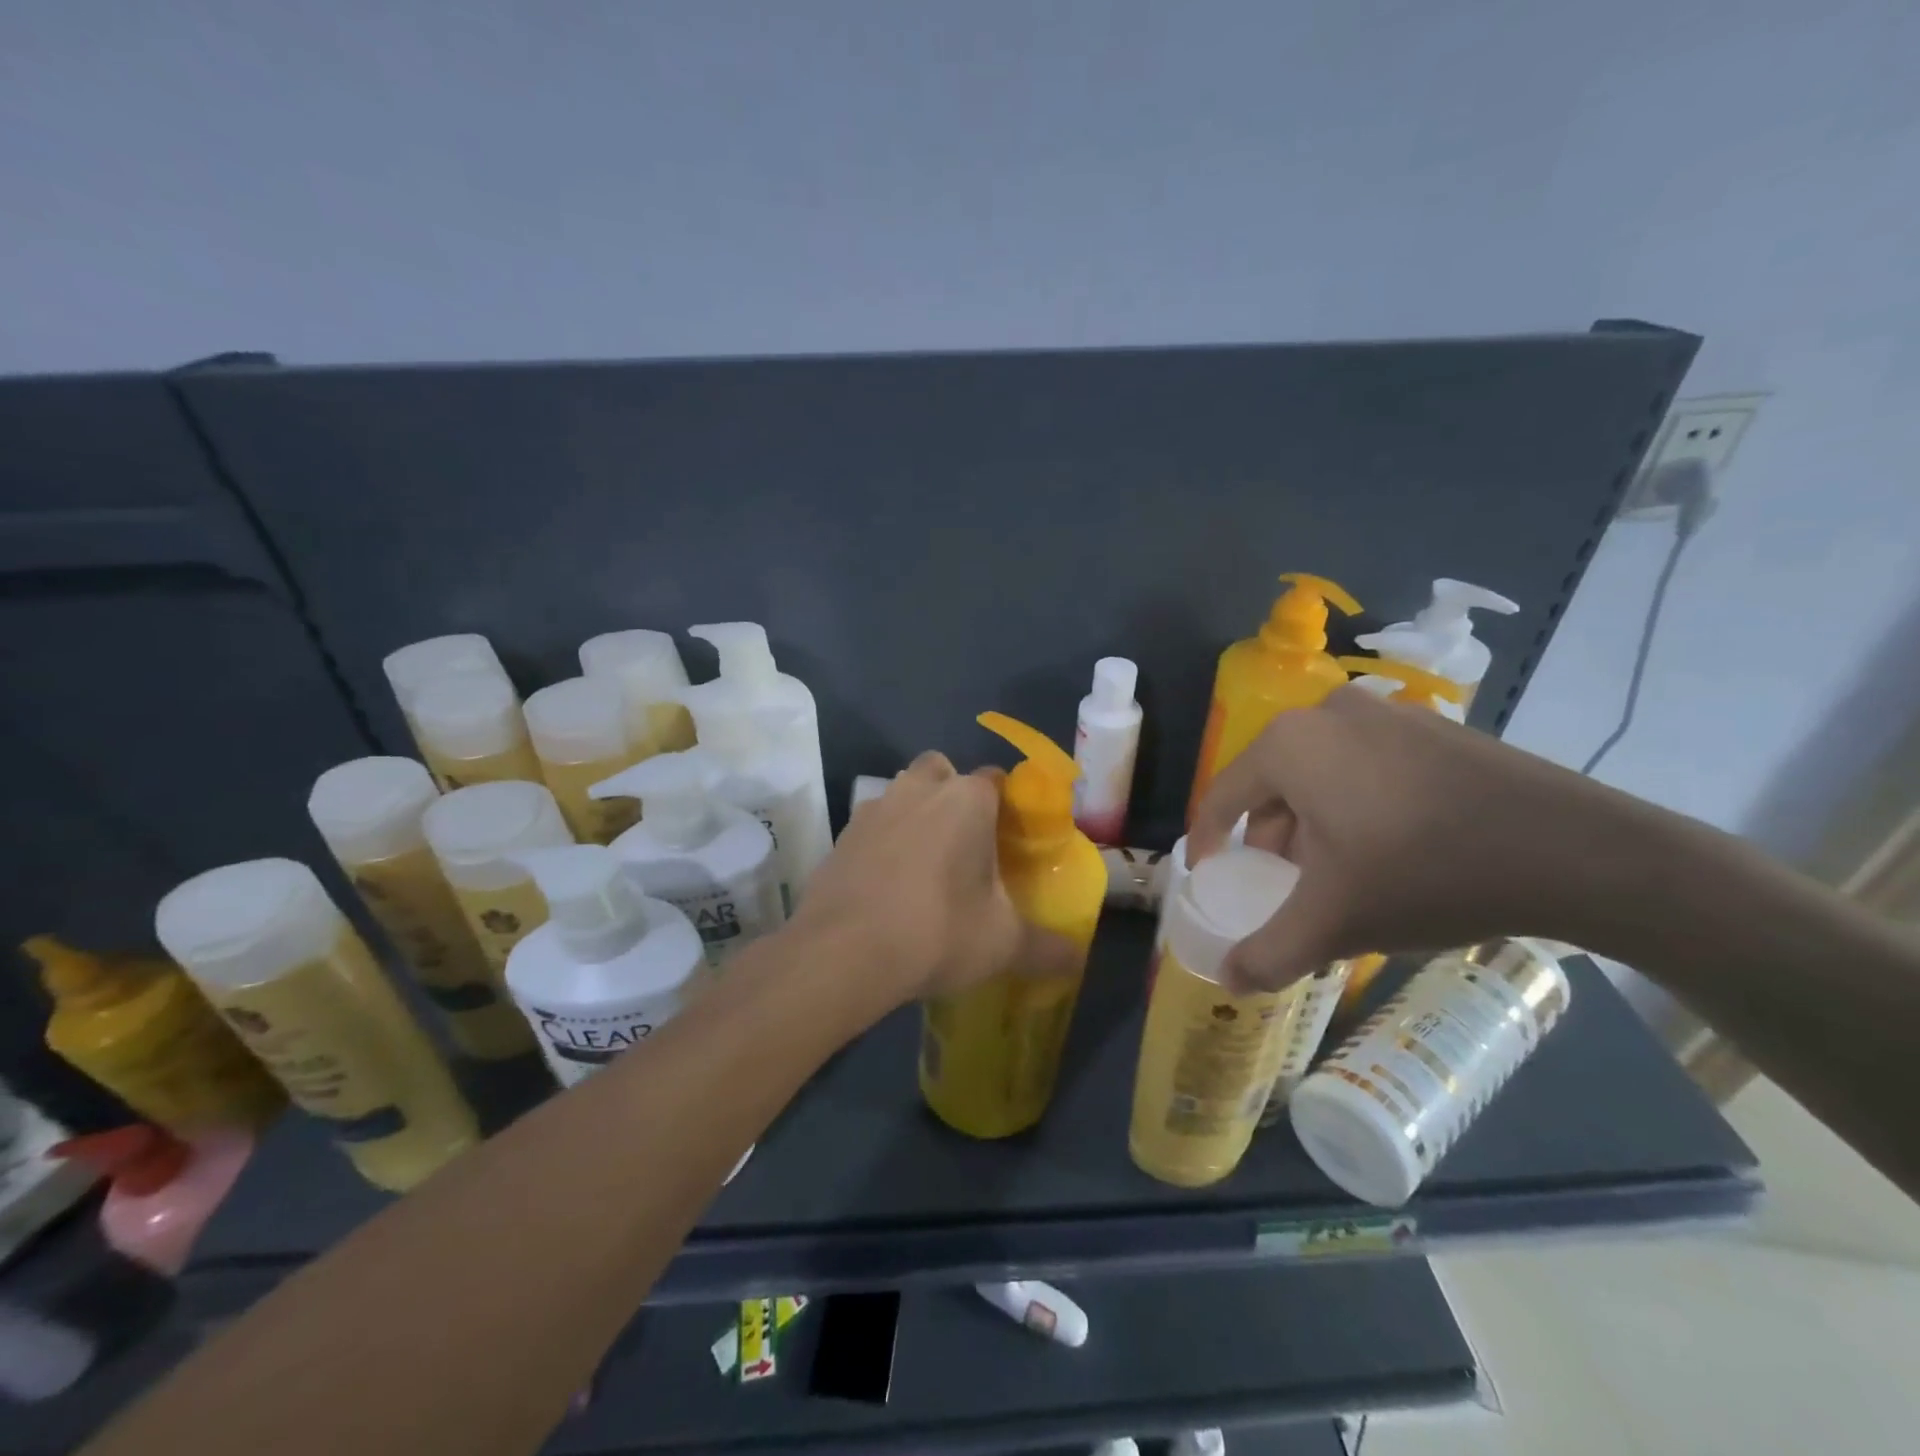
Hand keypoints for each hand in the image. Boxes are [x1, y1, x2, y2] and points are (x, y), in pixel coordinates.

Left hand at [790, 752, 1072, 1007]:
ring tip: (925, 865)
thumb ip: (1046, 947)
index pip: (996, 779)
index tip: (1010, 838)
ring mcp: (874, 808)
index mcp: (967, 800)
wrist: (843, 952)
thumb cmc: (937, 931)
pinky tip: (886, 886)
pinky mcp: (841, 835)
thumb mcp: (1004, 944)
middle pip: (942, 771)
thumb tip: (1076, 959)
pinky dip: (881, 843)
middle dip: (954, 794)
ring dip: (915, 813)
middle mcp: (919, 789)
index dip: (1006, 805)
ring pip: (902, 793)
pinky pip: (871, 826)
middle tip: (965, 843)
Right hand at [1190, 685, 1646, 992]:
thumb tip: (1228, 979)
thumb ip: (1268, 952)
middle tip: (1285, 884)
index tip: (1212, 878)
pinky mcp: (1431, 726)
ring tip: (1339, 872)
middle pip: (1272, 784)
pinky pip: (1365, 765)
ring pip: (1320, 774)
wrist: (1575, 851)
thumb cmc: (1425, 874)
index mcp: (1287, 746)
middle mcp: (1326, 714)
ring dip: (1314, 822)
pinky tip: (1390, 847)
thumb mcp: (1334, 922)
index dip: (1209, 843)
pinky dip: (1357, 803)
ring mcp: (1385, 713)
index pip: (1222, 796)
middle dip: (1270, 837)